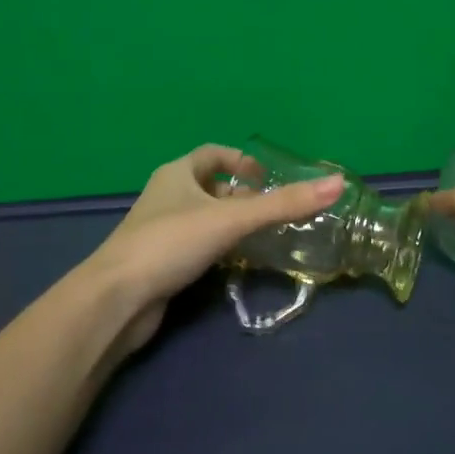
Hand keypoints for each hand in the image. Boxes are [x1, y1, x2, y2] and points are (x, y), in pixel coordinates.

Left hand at [80, 145, 343, 355]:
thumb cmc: (171, 243)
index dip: (240, 160)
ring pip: (203, 218)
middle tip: (272, 210)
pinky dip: (217, 248)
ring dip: (230, 223)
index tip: (266, 178)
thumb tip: (337, 184)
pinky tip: (235, 264)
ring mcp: (159, 230)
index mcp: (177, 173)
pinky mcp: (159, 262)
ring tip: (262, 237)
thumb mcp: (233, 219)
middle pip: (209, 185)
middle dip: (241, 195)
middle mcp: (166, 196)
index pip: (212, 153)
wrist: (117, 299)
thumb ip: (284, 204)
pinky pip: (195, 245)